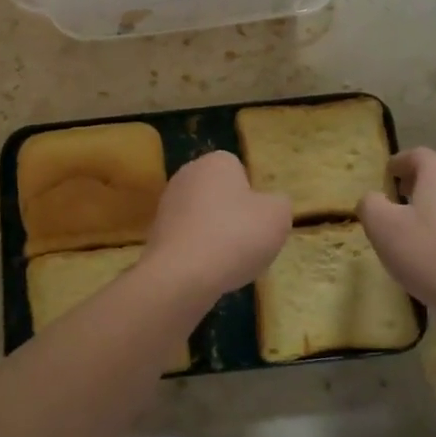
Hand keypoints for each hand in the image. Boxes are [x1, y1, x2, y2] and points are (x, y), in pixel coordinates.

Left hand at [143, 151, 291, 301]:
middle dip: (233, 215)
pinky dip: (199, 253)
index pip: (239, 170)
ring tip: (229, 261)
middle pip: (219, 194)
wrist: (183, 274)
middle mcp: (186, 175)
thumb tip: (270, 204)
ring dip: (216, 236)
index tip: (259, 219)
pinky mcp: (156, 234)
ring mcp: (167, 204)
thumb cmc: (236, 235)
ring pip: (203, 218)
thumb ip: (279, 203)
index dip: (253, 195)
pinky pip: (188, 239)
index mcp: (215, 162)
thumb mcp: (278, 216)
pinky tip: (208, 271)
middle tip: (248, 241)